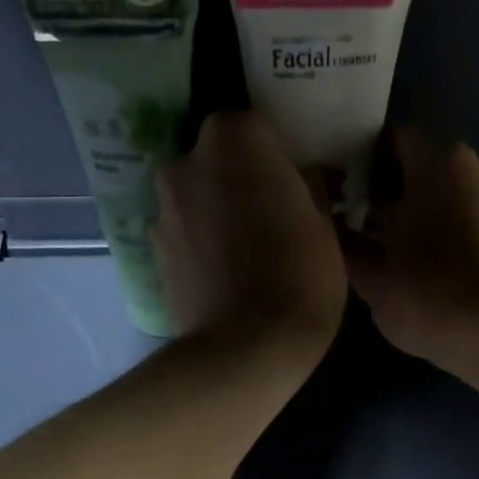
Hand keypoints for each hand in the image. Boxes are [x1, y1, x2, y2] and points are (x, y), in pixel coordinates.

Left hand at [153, 111, 346, 351]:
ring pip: (197, 197)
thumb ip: (310, 189)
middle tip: (271, 216)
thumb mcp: (325, 229)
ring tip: (246, 253)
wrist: (244, 351)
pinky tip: (225, 275)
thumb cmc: (298, 280)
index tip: (294, 184)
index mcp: (233, 140)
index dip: (278, 156)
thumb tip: (303, 179)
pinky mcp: (153, 253)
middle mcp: (186, 162)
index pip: (256, 127)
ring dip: (217, 212)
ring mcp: (163, 209)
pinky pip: (185, 234)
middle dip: (240, 180)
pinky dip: (201, 245)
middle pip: (218, 159)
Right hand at [345, 130, 478, 369]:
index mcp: (438, 164)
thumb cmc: (427, 296)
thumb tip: (327, 226)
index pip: (393, 141)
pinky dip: (452, 238)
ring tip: (397, 254)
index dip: (364, 163)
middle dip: (395, 195)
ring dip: (426, 218)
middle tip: (364, 227)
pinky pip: (474, 225)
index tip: (344, 189)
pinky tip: (432, 270)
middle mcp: (477, 169)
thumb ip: (346, 246)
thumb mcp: (372, 277)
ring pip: (452, 199)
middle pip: (425, 171)